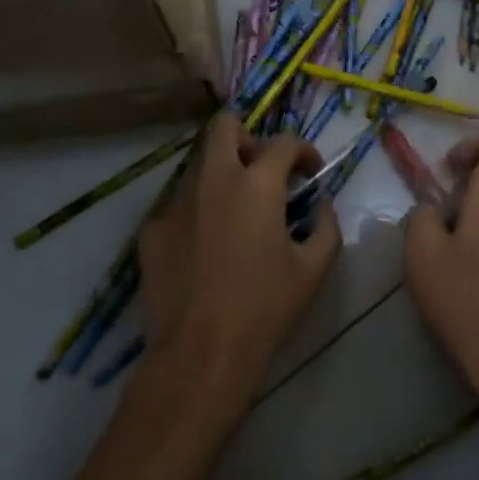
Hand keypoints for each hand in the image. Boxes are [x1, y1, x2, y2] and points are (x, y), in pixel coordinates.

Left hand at [137, 114, 340, 405]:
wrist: (201, 352)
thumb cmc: (266, 307)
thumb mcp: (314, 268)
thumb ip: (326, 225)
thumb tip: (321, 204)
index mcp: (257, 184)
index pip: (283, 142)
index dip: (303, 150)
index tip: (310, 171)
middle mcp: (214, 180)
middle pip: (224, 127)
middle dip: (247, 137)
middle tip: (261, 170)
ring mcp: (177, 203)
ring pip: (199, 167)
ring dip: (222, 177)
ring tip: (235, 216)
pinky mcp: (152, 230)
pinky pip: (178, 206)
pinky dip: (197, 214)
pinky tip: (205, 249)